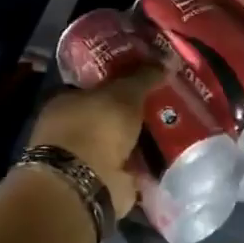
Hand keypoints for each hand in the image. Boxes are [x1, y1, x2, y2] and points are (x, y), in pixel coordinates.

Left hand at [28, 69, 162, 217]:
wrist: (86, 182)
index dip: (122, 82)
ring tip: (177, 130)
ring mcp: (87, 160)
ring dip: (144, 141)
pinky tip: (170, 158)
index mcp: (66, 102)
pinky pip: (132, 168)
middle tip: (170, 104)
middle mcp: (72, 130)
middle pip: (111, 116)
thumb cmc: (96, 127)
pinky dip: (148, 166)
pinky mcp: (105, 183)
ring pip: (123, 144)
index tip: (149, 80)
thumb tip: (166, 59)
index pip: (96, 87)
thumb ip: (143, 77)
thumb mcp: (124, 93)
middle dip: (137, 114)